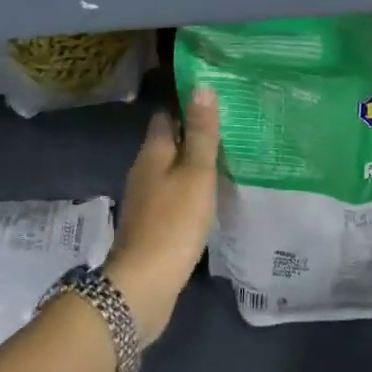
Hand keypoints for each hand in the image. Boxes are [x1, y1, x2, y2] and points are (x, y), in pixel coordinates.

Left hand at [106, 88, 220, 345]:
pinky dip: (187, 192)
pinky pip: (170, 197)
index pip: (166, 116)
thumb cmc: (173, 223)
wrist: (143, 285)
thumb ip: (201, 133)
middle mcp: (143, 171)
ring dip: (191, 166)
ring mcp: (144, 201)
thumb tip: (201, 86)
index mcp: (152, 152)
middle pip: (168, 144)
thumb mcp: (196, 173)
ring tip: (224, 162)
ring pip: (169, 172)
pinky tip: (207, 199)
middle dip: (192, 136)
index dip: (186, 106)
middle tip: (228, 130)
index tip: (214, 101)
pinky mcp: (150, 226)